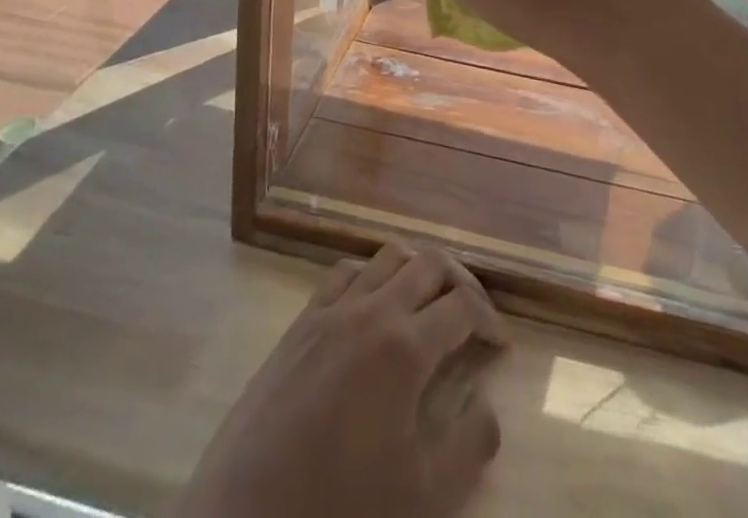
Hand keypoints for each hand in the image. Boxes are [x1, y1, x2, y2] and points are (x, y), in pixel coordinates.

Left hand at [176, 244, 507, 517]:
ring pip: (387, 256)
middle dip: (460, 281)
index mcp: (405, 347)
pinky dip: (371, 274)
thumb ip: (469, 445)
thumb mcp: (423, 498)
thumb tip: (489, 403)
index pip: (462, 306)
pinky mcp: (301, 321)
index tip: (501, 344)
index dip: (489, 318)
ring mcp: (332, 310)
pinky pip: (344, 272)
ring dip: (417, 269)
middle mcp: (371, 310)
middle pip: (428, 264)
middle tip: (474, 315)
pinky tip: (374, 304)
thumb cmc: (341, 510)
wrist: (247, 517)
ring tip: (430, 301)